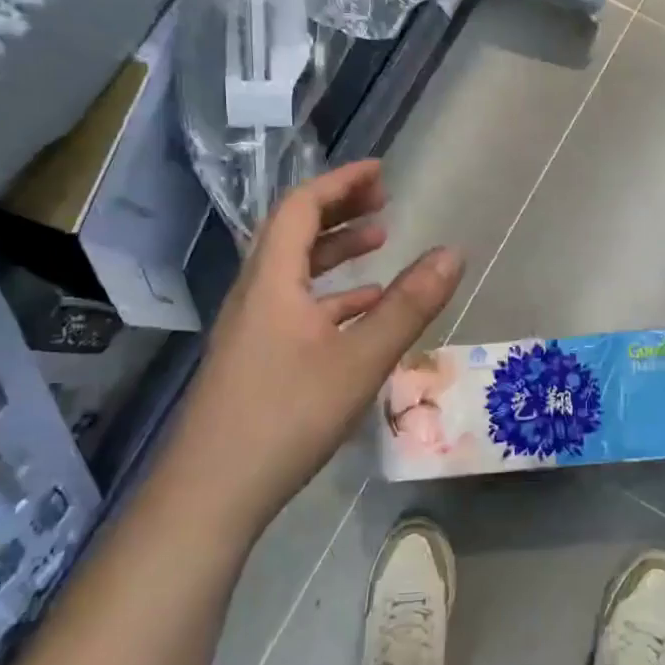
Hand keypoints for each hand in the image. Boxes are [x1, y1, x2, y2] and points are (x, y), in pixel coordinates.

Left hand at [175, 160, 463, 533]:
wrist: (211, 493)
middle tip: (384, 203)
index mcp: (272, 280)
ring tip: (381, 245)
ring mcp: (251, 328)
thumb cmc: (287, 415)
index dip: (340, 183)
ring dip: (336, 252)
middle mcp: (255, 294)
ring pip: (295, 272)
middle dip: (340, 211)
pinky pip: (295, 307)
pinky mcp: (255, 359)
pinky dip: (330, 297)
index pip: (301, 207)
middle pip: (294, 233)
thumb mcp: (360, 359)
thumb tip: (453, 253)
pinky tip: (362, 312)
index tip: (380, 171)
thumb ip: (409, 306)